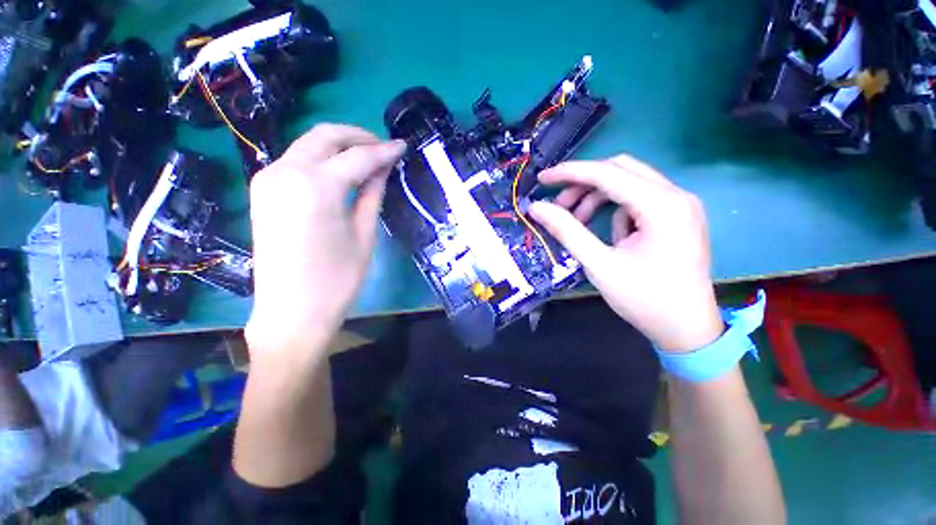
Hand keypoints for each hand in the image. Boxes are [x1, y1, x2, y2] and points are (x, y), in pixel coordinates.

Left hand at [245, 124, 404, 360]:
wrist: (291, 311)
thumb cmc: (337, 279)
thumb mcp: (364, 235)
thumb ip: (372, 194)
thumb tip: (383, 168)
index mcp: (316, 187)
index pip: (358, 156)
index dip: (384, 150)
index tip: (402, 146)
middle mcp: (286, 172)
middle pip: (325, 135)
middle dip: (358, 136)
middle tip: (383, 148)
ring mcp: (268, 178)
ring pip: (308, 143)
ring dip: (339, 145)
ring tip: (367, 159)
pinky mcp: (263, 189)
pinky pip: (297, 160)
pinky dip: (322, 158)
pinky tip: (341, 171)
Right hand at [529, 155, 722, 352]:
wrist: (686, 330)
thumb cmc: (644, 300)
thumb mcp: (599, 265)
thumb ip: (567, 231)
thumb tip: (537, 208)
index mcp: (661, 206)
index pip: (607, 173)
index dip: (570, 173)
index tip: (542, 178)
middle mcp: (676, 195)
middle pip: (620, 170)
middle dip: (583, 183)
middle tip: (558, 204)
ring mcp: (680, 205)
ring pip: (628, 182)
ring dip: (597, 196)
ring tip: (577, 221)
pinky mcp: (677, 216)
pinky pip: (638, 199)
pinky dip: (615, 209)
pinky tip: (610, 235)